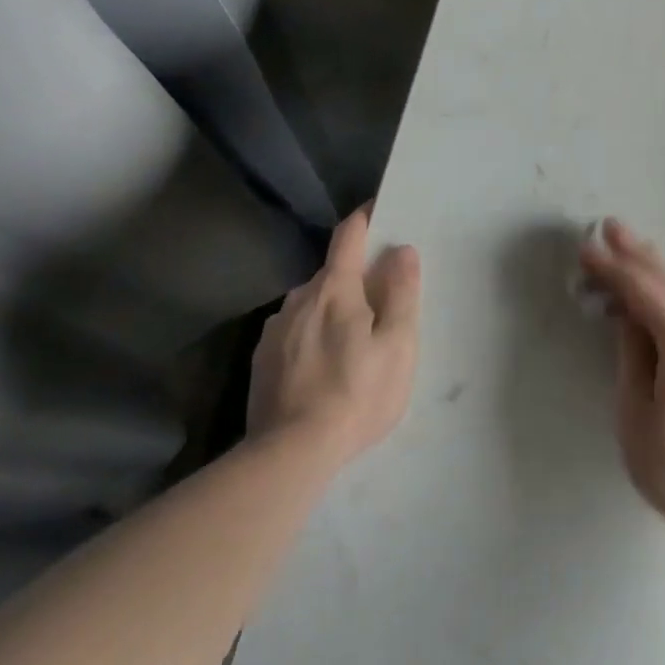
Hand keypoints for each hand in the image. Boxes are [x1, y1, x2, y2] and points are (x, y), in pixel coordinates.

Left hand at [248, 204, 420, 468]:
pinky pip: (294, 332)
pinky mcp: (261, 359)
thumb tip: (402, 250)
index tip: (379, 210)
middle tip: (380, 302)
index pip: (349, 236)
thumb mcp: (398, 345)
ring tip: (352, 343)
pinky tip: (323, 368)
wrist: (291, 453)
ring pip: (311, 305)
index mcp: (335, 289)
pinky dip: (312, 336)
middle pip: (331, 273)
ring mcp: (275, 329)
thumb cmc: (358, 394)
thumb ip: (402, 293)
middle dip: (355, 277)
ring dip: (332, 309)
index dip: (365, 219)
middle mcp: (299, 299)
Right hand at [578, 219, 664, 529]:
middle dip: (637, 254)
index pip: (643, 291)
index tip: (585, 248)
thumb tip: (627, 319)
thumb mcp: (636, 413)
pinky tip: (657, 298)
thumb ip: (631, 356)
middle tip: (609, 226)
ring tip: (629, 250)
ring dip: (654, 273)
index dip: (612, 268)